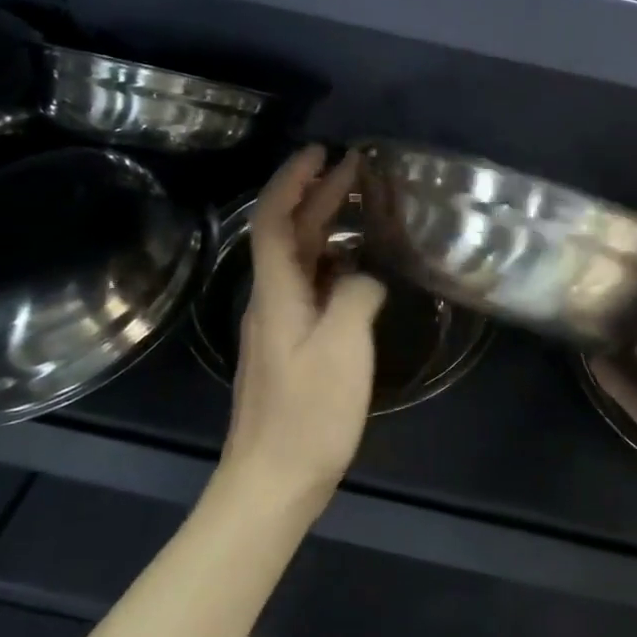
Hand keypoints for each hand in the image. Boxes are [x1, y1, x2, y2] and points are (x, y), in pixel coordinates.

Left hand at [221, 145, 386, 518]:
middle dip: (315, 195)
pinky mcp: (290, 348)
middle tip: (352, 167)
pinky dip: (332, 262)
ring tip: (360, 207)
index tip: (320, 152)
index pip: (273, 220)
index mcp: (277, 294)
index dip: (292, 181)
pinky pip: (310, 287)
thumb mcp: (343, 349)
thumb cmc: (308, 414)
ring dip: (323, 226)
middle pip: (287, 235)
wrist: (271, 483)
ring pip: (299, 261)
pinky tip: (357, 267)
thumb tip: (365, 277)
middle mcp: (271, 301)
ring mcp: (278, 326)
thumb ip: (356, 297)